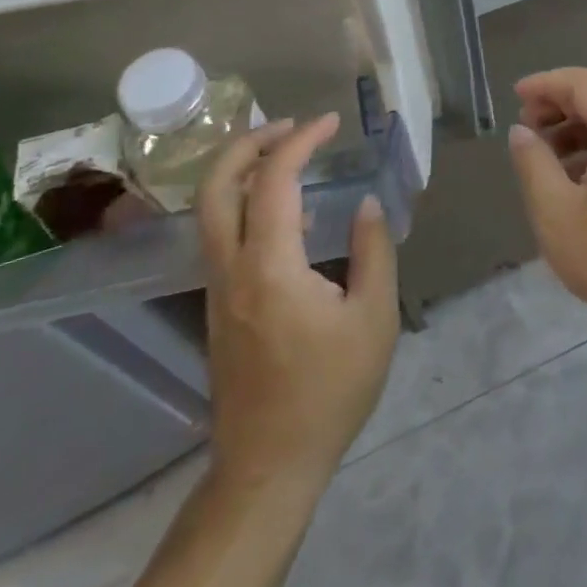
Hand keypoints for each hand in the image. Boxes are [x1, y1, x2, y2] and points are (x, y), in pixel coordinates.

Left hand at [196, 114, 399, 483]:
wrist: (269, 465)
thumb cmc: (329, 391)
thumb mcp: (374, 319)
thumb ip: (374, 251)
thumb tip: (366, 204)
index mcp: (271, 266)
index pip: (275, 180)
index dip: (302, 141)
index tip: (331, 121)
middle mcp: (233, 268)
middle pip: (216, 186)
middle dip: (248, 143)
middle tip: (290, 125)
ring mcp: (219, 288)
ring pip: (212, 210)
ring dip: (242, 171)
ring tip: (288, 155)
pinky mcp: (221, 306)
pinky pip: (223, 235)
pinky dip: (246, 203)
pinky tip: (290, 215)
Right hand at [506, 68, 586, 343]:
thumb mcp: (556, 212)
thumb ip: (533, 163)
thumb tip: (521, 132)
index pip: (584, 84)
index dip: (546, 83)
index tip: (515, 96)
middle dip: (559, 103)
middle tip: (525, 125)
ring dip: (576, 125)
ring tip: (542, 151)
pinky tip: (571, 173)